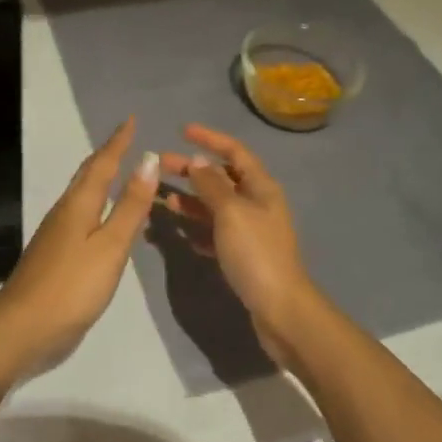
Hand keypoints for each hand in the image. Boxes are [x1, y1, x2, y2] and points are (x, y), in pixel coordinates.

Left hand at [0, 117, 158, 382]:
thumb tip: (148, 158)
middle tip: (126, 139)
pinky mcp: (56, 254)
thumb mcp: (110, 245)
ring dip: (100, 177)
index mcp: (79, 203)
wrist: (22, 329)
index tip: (131, 119)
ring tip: (119, 170)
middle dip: (107, 154)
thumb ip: (130, 205)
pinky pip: (81, 214)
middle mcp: (66, 211)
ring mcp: (57, 233)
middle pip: (88, 174)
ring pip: (82, 193)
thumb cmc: (72, 286)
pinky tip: (103, 217)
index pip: (103, 163)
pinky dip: (96, 203)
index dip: (118, 141)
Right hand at [160, 124, 317, 361]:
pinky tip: (179, 230)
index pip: (234, 151)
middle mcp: (257, 203)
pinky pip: (215, 232)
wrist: (281, 310)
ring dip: (190, 200)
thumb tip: (198, 161)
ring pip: (216, 205)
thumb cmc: (256, 253)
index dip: (209, 138)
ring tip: (163, 199)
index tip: (182, 131)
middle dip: (192, 170)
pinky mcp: (243, 255)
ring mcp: (251, 230)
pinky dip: (197, 227)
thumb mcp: (230, 212)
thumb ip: (212, 185)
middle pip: (221, 177)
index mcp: (261, 187)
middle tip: (161, 165)